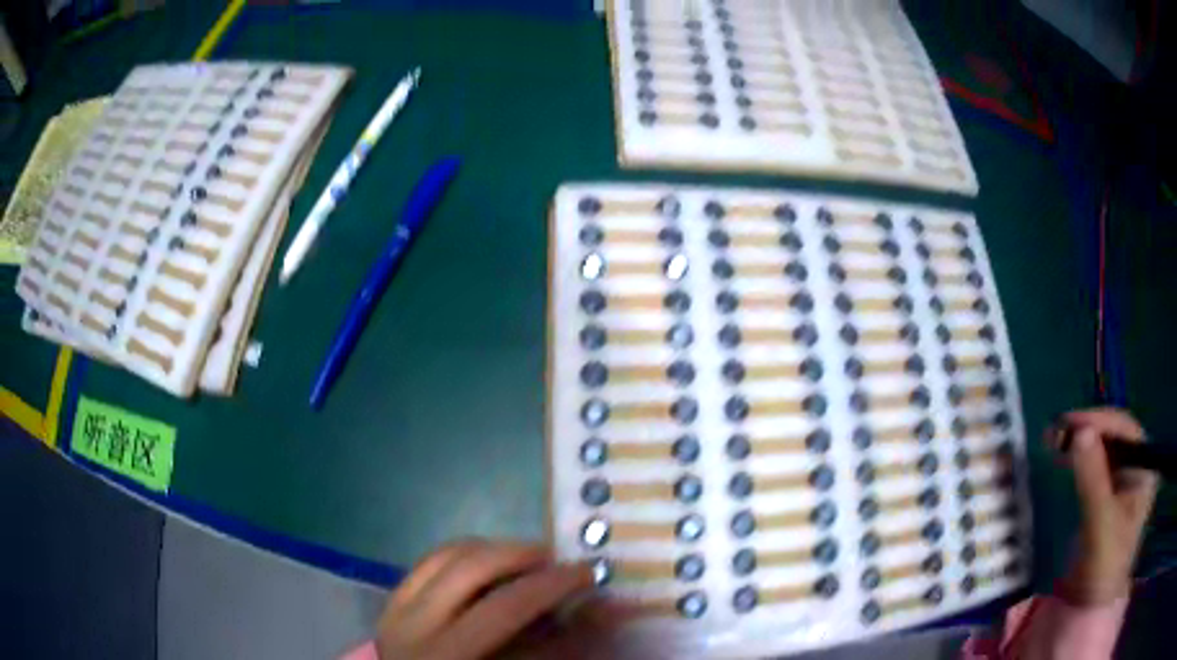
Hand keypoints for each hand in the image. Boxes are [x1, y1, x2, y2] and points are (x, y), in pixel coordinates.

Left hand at [375, 539, 602, 659]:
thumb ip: (559, 649)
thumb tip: (604, 609)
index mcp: (446, 653)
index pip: (503, 606)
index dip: (549, 586)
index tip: (588, 572)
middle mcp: (411, 624)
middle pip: (469, 568)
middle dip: (521, 555)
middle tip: (558, 561)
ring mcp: (395, 609)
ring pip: (446, 555)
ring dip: (493, 550)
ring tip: (528, 560)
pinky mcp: (392, 601)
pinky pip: (429, 561)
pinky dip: (465, 555)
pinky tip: (490, 565)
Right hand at [1048, 408, 1157, 604]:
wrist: (1091, 608)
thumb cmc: (1103, 568)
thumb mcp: (1100, 525)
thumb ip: (1093, 480)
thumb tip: (1079, 432)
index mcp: (1145, 469)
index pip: (1126, 430)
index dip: (1100, 421)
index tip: (1069, 424)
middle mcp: (1137, 468)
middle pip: (1115, 436)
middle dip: (1087, 431)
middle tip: (1056, 432)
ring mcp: (1123, 483)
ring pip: (1104, 450)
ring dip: (1080, 443)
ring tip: (1054, 442)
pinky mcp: (1108, 497)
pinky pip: (1096, 468)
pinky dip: (1079, 460)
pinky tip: (1063, 460)